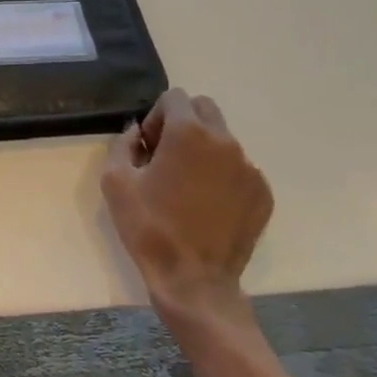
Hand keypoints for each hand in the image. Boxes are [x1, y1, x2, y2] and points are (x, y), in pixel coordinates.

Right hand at [101, 88, 273, 317]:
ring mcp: (249, 167)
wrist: (193, 279)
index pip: (175, 97)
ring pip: (223, 140)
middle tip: (166, 158)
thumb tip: (134, 133)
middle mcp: (225, 141)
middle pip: (205, 109)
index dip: (156, 116)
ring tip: (187, 188)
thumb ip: (121, 145)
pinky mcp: (262, 193)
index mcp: (188, 133)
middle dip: (183, 123)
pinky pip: (239, 170)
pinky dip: (222, 177)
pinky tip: (207, 207)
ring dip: (203, 151)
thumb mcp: (115, 182)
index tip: (148, 146)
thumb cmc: (148, 227)